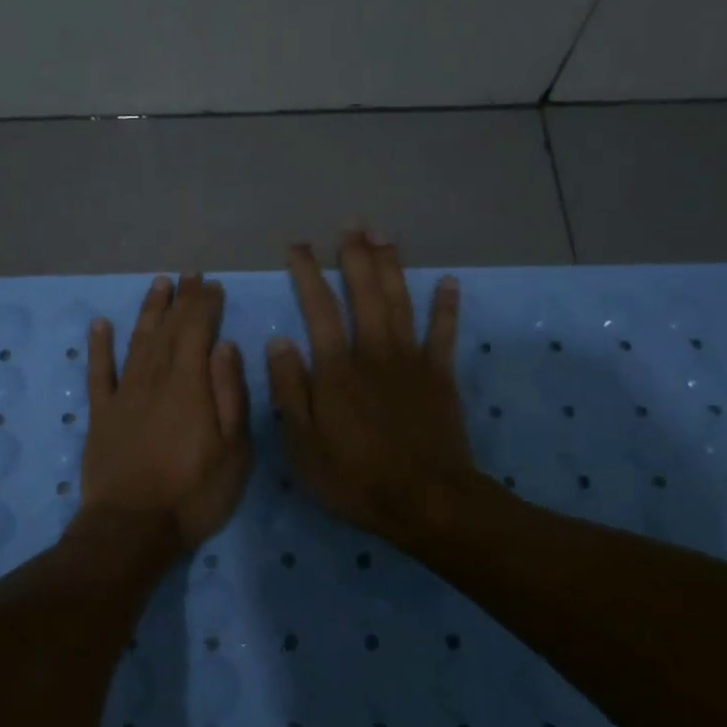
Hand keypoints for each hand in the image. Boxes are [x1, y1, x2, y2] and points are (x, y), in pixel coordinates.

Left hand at [81, 273, 252, 550]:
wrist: (131, 529)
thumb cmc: (193, 495)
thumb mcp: (234, 452)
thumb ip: (230, 394)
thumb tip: (224, 346)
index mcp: (190, 386)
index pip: (198, 331)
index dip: (205, 305)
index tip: (213, 285)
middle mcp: (155, 379)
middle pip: (169, 329)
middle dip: (181, 299)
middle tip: (190, 275)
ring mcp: (124, 395)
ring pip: (137, 341)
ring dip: (149, 310)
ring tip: (159, 284)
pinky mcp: (100, 414)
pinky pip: (98, 372)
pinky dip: (98, 346)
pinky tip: (100, 324)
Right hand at [266, 229, 477, 547]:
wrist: (427, 501)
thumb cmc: (356, 477)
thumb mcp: (303, 445)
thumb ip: (289, 390)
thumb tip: (279, 341)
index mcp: (336, 368)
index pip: (318, 307)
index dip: (307, 272)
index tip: (297, 246)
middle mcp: (373, 351)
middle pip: (364, 292)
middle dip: (355, 255)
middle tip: (350, 224)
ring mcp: (411, 360)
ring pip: (400, 301)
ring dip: (391, 265)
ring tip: (384, 234)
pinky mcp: (440, 375)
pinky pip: (444, 332)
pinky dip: (446, 305)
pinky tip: (446, 280)